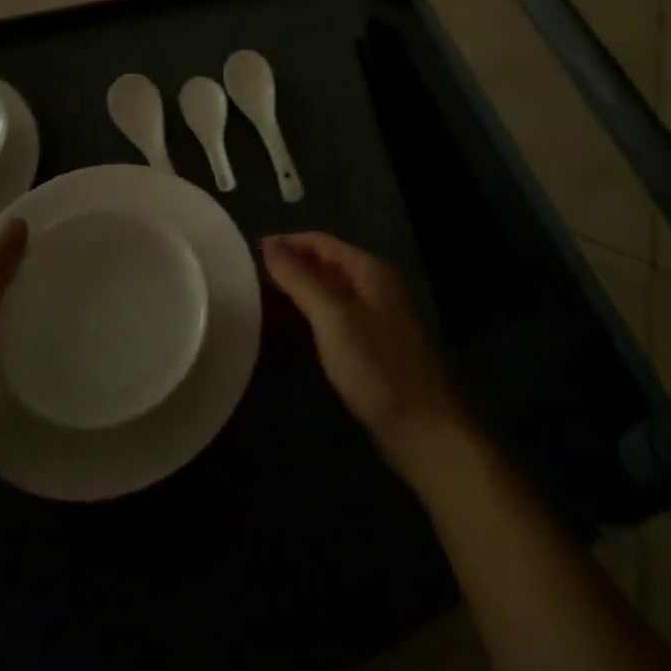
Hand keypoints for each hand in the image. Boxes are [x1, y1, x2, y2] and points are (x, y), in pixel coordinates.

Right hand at [260, 233, 469, 479]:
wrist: (422, 429)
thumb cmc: (375, 367)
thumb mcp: (332, 318)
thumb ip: (300, 279)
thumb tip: (270, 244)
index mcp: (369, 269)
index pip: (320, 242)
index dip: (285, 244)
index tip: (249, 255)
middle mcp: (374, 285)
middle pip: (324, 265)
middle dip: (288, 270)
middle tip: (248, 283)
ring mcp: (375, 315)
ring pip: (327, 293)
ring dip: (296, 295)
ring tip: (259, 306)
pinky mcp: (371, 344)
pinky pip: (333, 318)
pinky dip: (309, 318)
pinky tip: (287, 333)